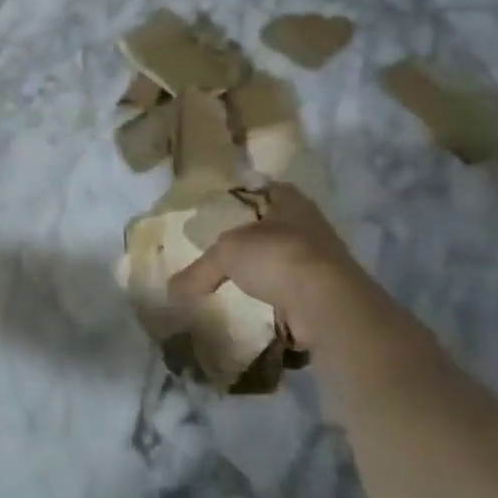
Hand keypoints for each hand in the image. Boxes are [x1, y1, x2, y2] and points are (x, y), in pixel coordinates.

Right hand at [167, 182, 362, 349]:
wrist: (326, 303)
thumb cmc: (276, 256)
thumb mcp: (225, 254)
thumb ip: (200, 270)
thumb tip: (171, 290)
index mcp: (291, 201)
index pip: (266, 189)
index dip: (246, 195)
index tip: (224, 208)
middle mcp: (310, 225)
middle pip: (276, 226)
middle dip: (255, 238)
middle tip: (224, 248)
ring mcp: (322, 261)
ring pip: (285, 260)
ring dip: (267, 272)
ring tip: (236, 282)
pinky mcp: (325, 293)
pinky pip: (293, 292)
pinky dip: (276, 300)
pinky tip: (255, 308)